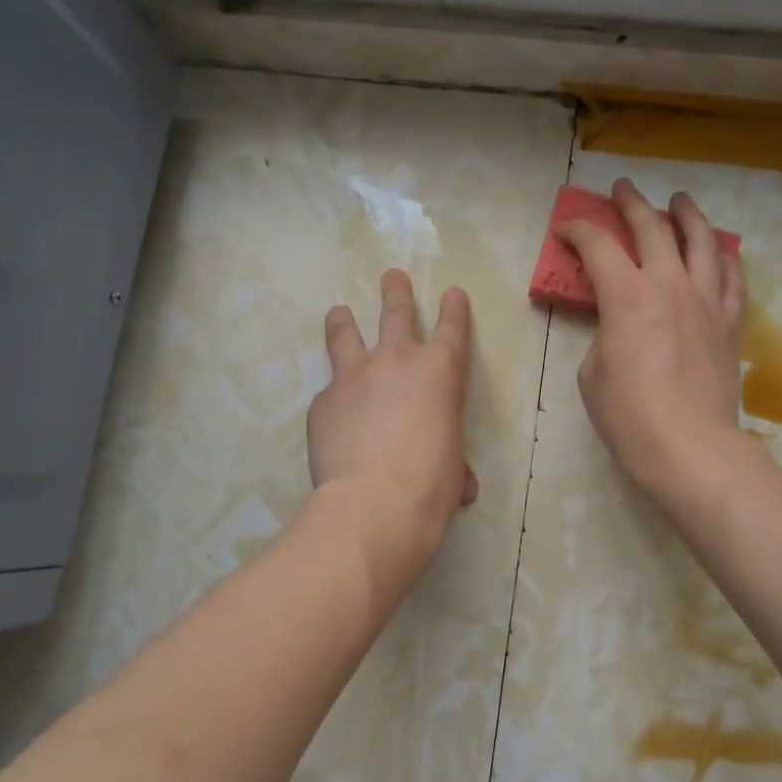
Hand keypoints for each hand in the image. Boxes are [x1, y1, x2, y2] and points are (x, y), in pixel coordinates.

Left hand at [308, 269, 478, 572]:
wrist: (374, 504)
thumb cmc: (431, 485)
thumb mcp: (454, 469)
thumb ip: (453, 461)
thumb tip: (459, 484)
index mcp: (440, 372)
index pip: (452, 327)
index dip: (454, 308)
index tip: (452, 293)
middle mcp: (395, 361)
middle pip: (395, 311)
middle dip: (395, 291)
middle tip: (392, 277)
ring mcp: (352, 377)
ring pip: (345, 333)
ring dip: (343, 320)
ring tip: (339, 313)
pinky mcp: (321, 402)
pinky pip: (328, 391)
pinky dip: (334, 397)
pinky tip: (333, 415)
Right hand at [560, 179, 747, 506]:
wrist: (689, 446)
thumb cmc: (628, 415)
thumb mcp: (592, 373)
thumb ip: (603, 335)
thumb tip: (618, 327)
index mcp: (626, 296)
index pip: (598, 246)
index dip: (578, 231)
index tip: (566, 228)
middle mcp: (669, 284)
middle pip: (652, 228)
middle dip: (632, 203)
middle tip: (622, 189)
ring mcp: (706, 300)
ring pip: (702, 240)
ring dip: (687, 214)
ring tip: (680, 201)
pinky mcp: (730, 322)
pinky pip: (732, 276)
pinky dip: (723, 256)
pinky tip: (719, 250)